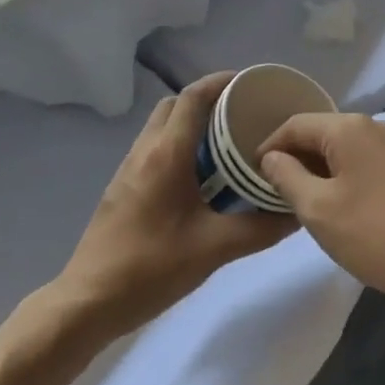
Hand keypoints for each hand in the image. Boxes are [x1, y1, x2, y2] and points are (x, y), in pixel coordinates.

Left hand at [55, 74, 296, 337]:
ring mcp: (128, 168)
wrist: (88, 302)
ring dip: (189, 123)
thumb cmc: (151, 268)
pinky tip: (198, 177)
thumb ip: (259, 228)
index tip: (248, 83)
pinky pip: (153, 148)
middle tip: (239, 114)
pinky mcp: (122, 188)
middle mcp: (145, 150)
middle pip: (174, 105)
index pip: (193, 97)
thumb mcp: (214, 250)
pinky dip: (177, 145)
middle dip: (206, 100)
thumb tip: (296, 212)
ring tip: (224, 143)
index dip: (220, 82)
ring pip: (161, 126)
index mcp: (167, 154)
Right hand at [257, 112, 384, 314]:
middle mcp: (375, 126)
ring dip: (321, 169)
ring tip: (304, 201)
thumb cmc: (376, 234)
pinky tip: (343, 207)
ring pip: (345, 149)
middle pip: (322, 133)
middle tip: (274, 191)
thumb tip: (272, 156)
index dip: (270, 146)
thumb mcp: (318, 209)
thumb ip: (287, 177)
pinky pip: (366, 162)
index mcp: (349, 127)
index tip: (252, 174)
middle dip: (296, 158)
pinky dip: (346, 176)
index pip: (296, 124)